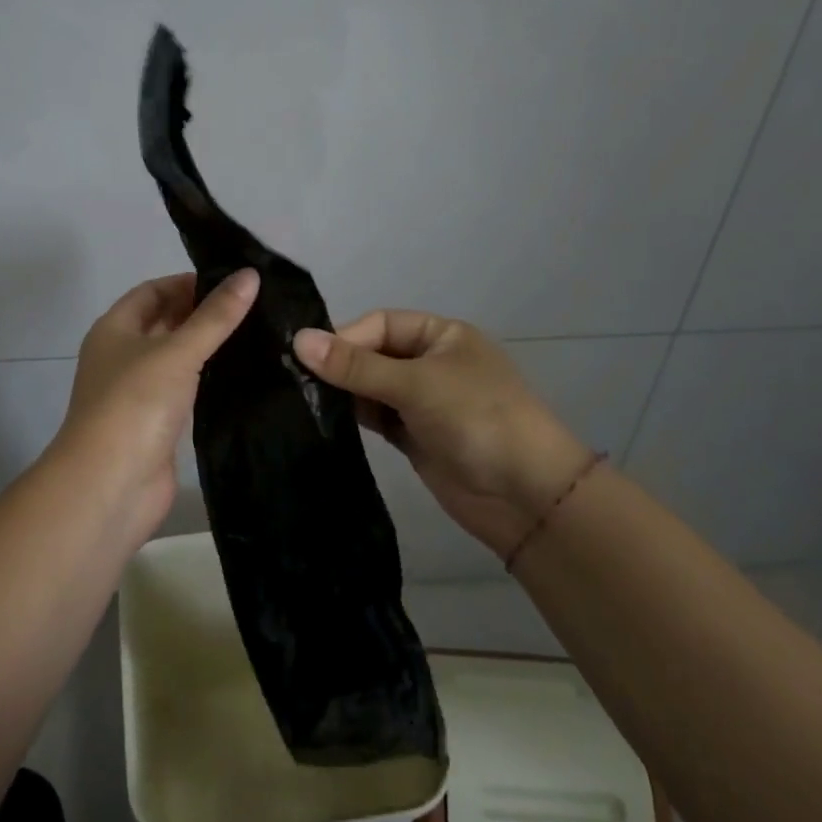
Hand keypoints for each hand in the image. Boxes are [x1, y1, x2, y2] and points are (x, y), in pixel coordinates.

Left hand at [48, 269, 258, 541]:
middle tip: (253, 305)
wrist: (110, 485)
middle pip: (164, 323)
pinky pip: (185, 390)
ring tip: (256, 333)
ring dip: (207, 347)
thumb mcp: (177, 351)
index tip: (232, 281)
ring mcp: (138, 393)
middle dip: (201, 313)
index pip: (152, 291)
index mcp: (115, 329)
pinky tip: (242, 373)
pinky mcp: (156, 424)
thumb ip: (215, 316)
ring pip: (176, 358)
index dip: (187, 282)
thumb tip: (250, 274)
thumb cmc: (136, 404)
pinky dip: (208, 379)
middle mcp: (122, 356)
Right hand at [293, 311, 593, 562]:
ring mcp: (423, 402)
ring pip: (371, 388)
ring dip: (343, 393)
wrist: (528, 496)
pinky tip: (323, 421)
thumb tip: (298, 340)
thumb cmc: (478, 419)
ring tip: (300, 400)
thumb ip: (357, 365)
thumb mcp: (417, 384)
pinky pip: (376, 417)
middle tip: (293, 380)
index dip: (344, 338)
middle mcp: (430, 363)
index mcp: (441, 336)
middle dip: (340, 366)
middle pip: (373, 354)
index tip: (305, 357)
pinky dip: (353, 418)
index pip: (380, 324)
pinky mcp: (415, 437)